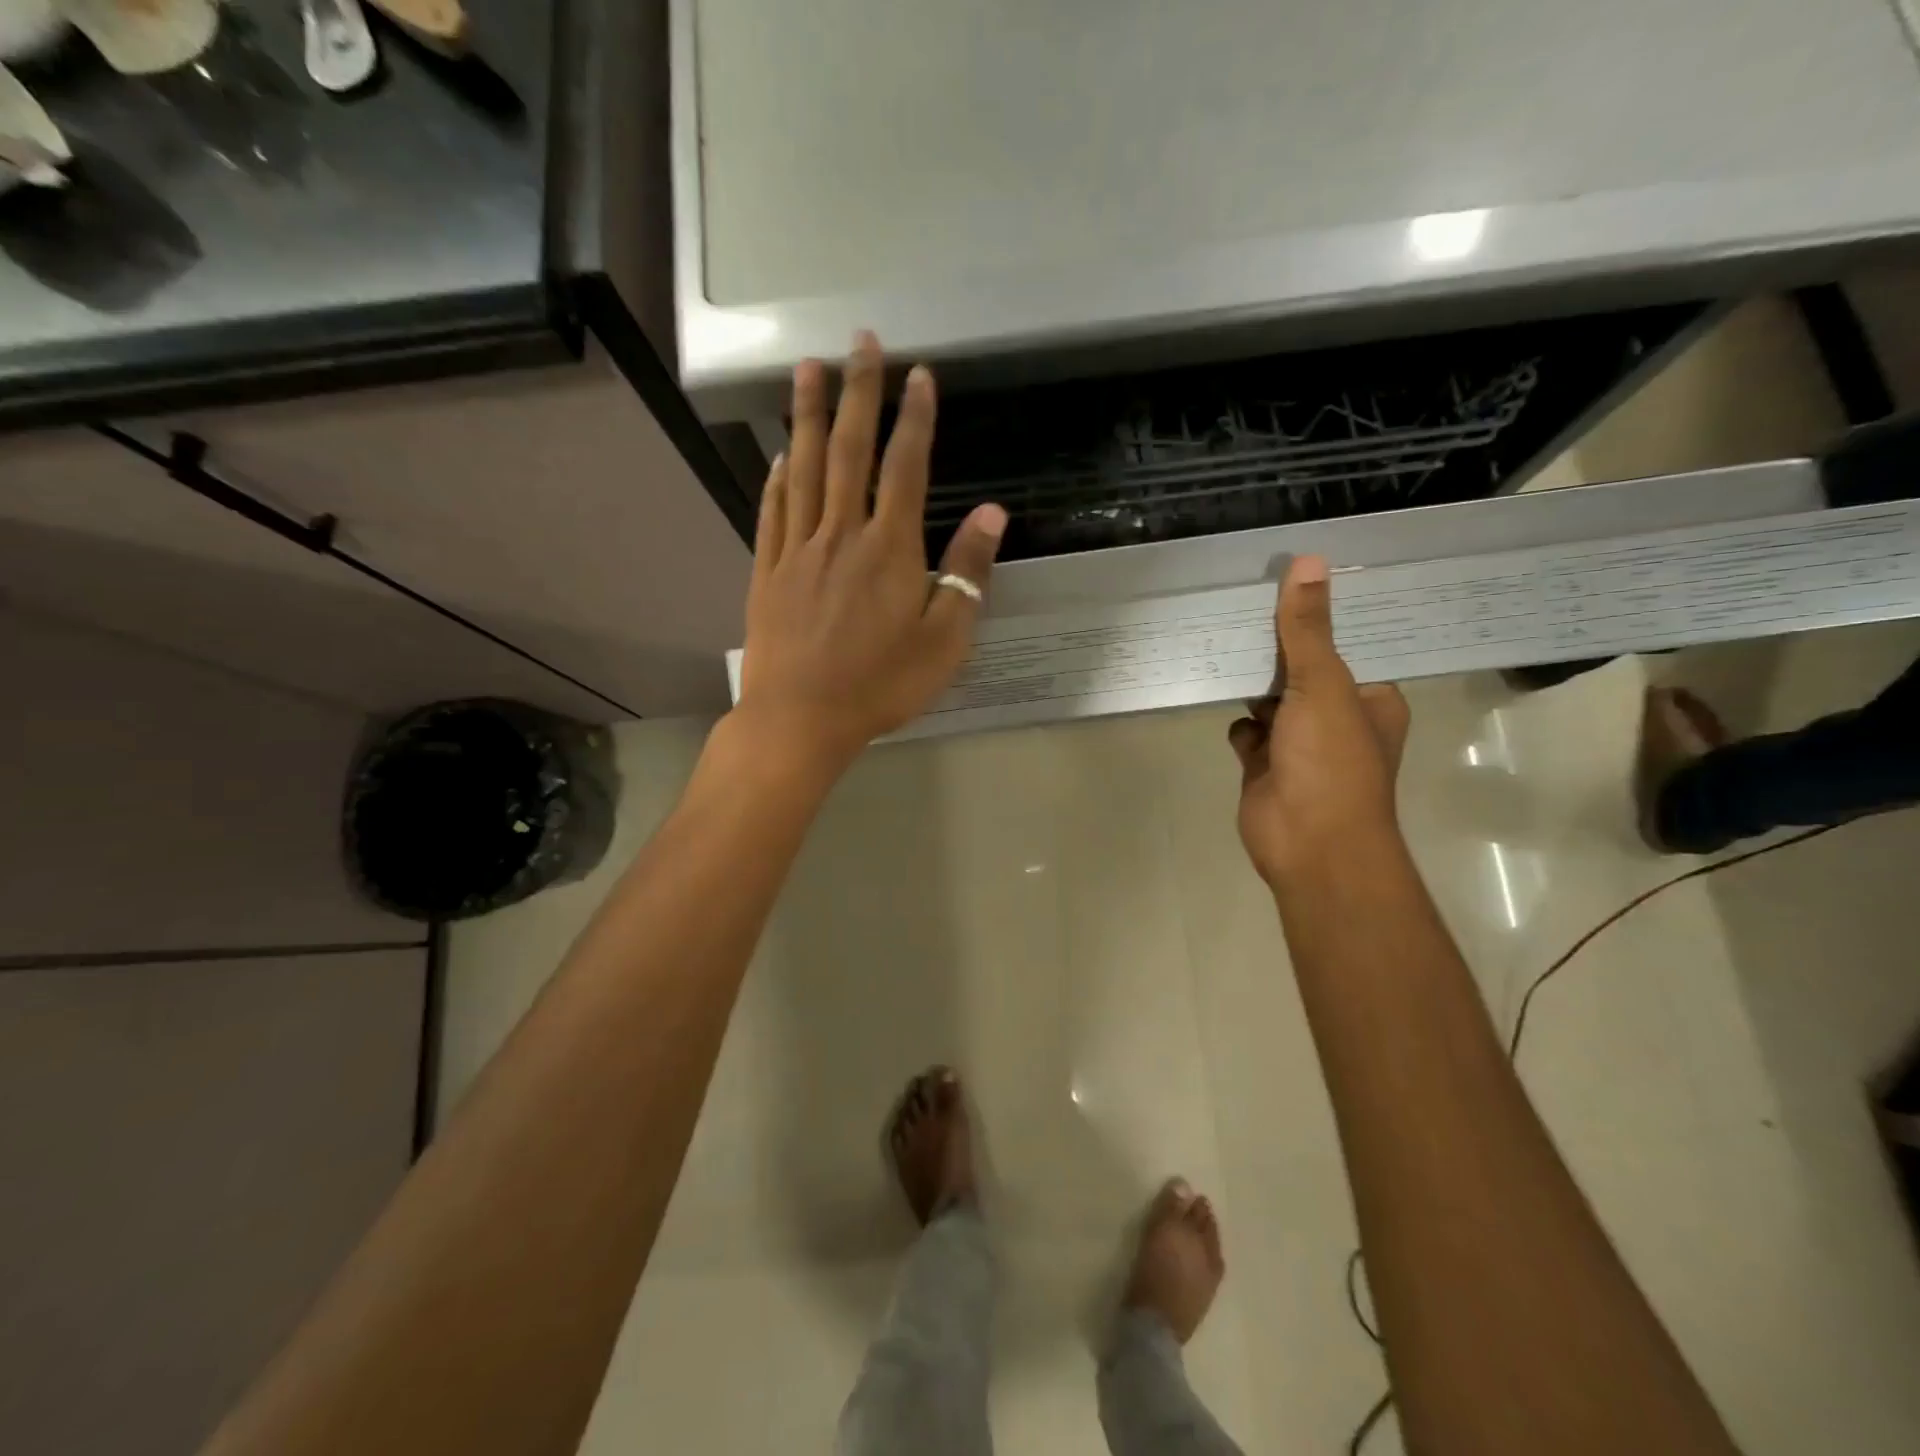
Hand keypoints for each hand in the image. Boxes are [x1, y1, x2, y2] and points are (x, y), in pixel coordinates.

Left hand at [734, 332, 1006, 773]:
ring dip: (808, 416)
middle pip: (850, 451)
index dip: (915, 418)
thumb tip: (991, 514)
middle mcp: (841, 535)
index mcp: (889, 549)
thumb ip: (966, 574)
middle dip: (859, 393)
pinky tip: (780, 456)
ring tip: (808, 368)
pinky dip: (778, 478)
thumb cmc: (881, 685)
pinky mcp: (767, 572)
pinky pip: (772, 513)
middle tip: (861, 342)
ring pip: (804, 469)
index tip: (920, 374)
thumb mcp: (943, 641)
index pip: (906, 468)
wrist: (800, 719)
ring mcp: (797, 550)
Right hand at [1228, 556, 1409, 887]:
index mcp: (1372, 698)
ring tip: (1222, 636)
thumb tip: (1308, 563)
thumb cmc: (1331, 762)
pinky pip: (1246, 728)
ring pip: (1272, 698)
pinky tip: (1216, 694)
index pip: (1350, 645)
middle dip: (1279, 645)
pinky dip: (1237, 720)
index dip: (1324, 616)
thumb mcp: (1325, 685)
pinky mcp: (1263, 763)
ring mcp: (1299, 743)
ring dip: (1252, 680)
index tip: (1293, 580)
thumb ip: (1309, 629)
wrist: (1309, 844)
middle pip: (1306, 669)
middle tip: (1245, 600)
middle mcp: (1339, 718)